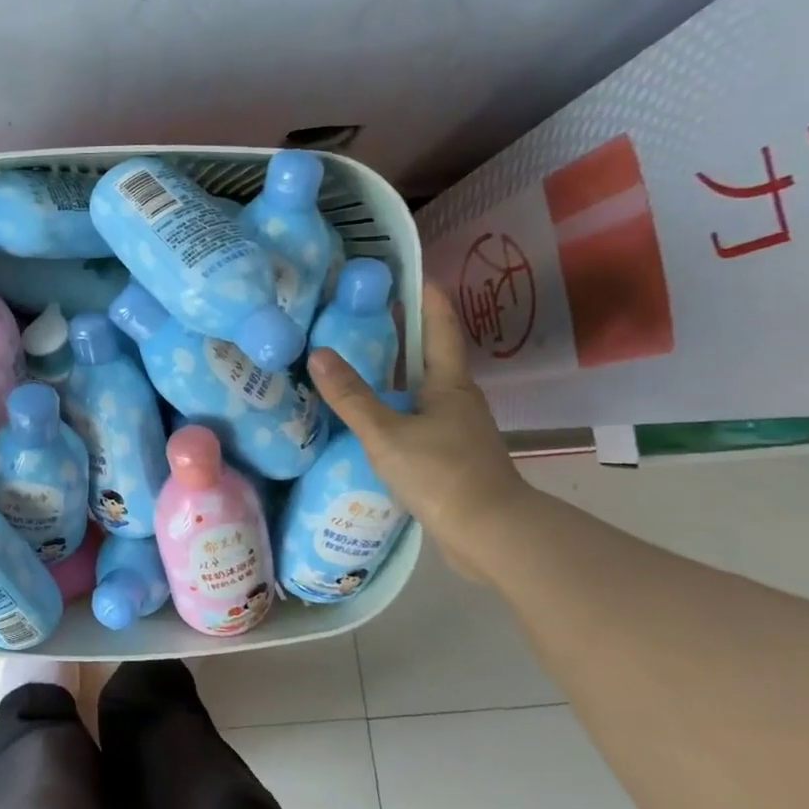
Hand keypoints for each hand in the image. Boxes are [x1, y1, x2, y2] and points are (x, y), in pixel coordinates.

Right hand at [307, 283, 530, 582]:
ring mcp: (457, 430)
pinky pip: (416, 419)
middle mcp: (457, 400)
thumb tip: (318, 354)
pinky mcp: (450, 457)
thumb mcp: (386, 433)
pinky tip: (369, 419)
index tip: (408, 273)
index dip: (426, 298)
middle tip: (362, 316)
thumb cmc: (442, 473)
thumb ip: (351, 396)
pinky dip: (394, 409)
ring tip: (355, 365)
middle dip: (402, 334)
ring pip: (421, 390)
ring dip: (395, 374)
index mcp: (449, 384)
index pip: (439, 328)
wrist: (490, 535)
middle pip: (429, 357)